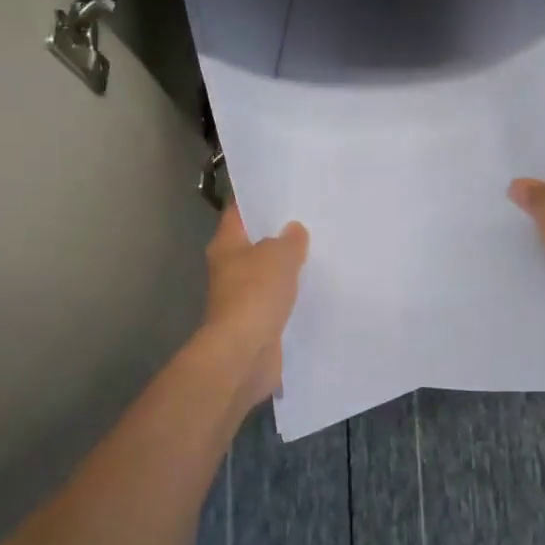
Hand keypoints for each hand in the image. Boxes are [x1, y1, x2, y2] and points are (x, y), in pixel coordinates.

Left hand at [201, 203, 308, 412]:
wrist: (244, 353)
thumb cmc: (255, 294)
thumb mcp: (279, 256)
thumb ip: (290, 240)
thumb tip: (293, 230)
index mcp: (226, 245)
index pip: (239, 212)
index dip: (258, 200)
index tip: (283, 190)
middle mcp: (229, 269)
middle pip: (254, 244)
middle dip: (278, 235)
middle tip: (310, 220)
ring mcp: (241, 298)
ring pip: (267, 274)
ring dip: (286, 268)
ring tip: (318, 253)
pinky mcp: (256, 323)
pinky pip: (277, 301)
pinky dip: (291, 296)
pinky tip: (315, 289)